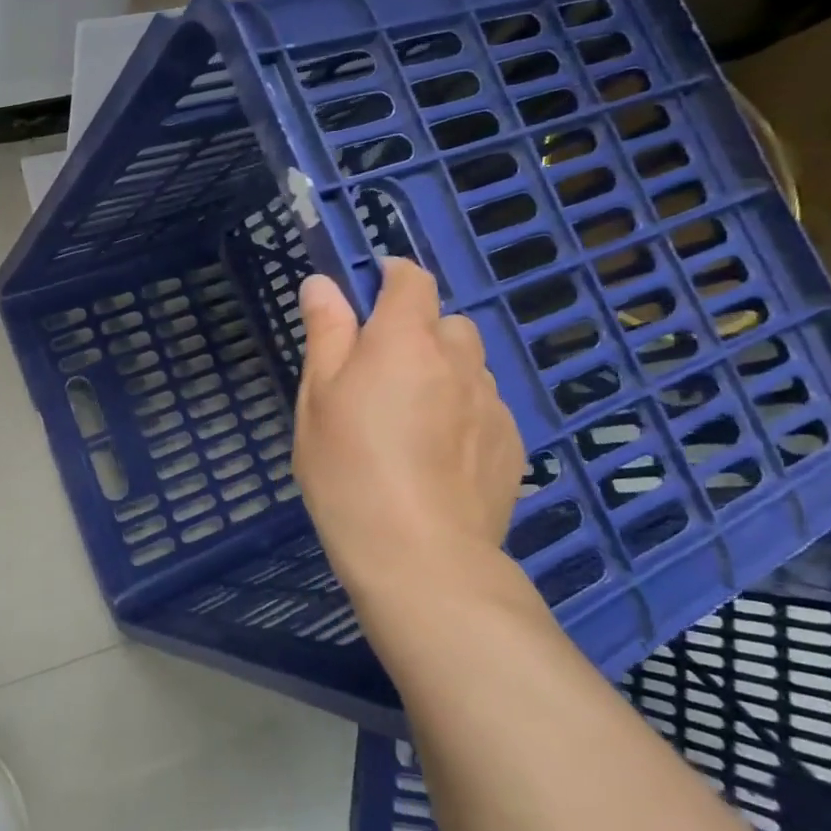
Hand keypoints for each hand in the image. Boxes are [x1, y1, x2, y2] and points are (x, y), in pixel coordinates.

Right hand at [294, 260, 524, 605]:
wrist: (419, 554)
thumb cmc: (348, 468)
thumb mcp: (317, 398)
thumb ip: (326, 334)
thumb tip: (323, 283)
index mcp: (404, 340)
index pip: (411, 280)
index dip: (391, 276)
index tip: (369, 293)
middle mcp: (458, 360)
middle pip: (446, 322)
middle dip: (417, 333)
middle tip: (381, 375)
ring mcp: (492, 403)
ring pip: (468, 367)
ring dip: (443, 373)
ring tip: (411, 421)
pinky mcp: (513, 444)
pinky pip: (486, 407)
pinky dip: (463, 413)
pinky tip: (438, 456)